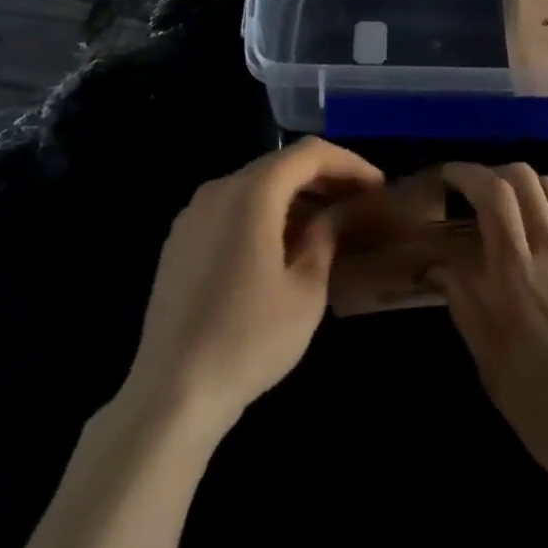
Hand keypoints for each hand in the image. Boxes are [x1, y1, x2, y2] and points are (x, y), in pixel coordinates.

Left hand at [124, 137, 382, 437]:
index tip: (376, 186)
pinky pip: (231, 208)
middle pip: (279, 165)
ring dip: (293, 196)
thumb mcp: (305, 292)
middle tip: (357, 201)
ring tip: (326, 224)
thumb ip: (325, 238)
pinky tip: (281, 246)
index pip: (308, 154)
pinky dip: (263, 213)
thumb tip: (335, 214)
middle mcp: (219, 189)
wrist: (170, 393)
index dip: (348, 163)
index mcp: (251, 192)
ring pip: (254, 186)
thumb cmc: (248, 340)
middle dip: (322, 178)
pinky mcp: (179, 241)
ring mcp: (193, 214)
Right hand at [432, 162, 547, 513]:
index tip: (449, 176)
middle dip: (494, 172)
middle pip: (524, 178)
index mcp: (517, 275)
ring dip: (526, 184)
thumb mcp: (494, 369)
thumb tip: (437, 265)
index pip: (492, 194)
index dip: (467, 173)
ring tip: (512, 205)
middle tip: (477, 192)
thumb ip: (465, 306)